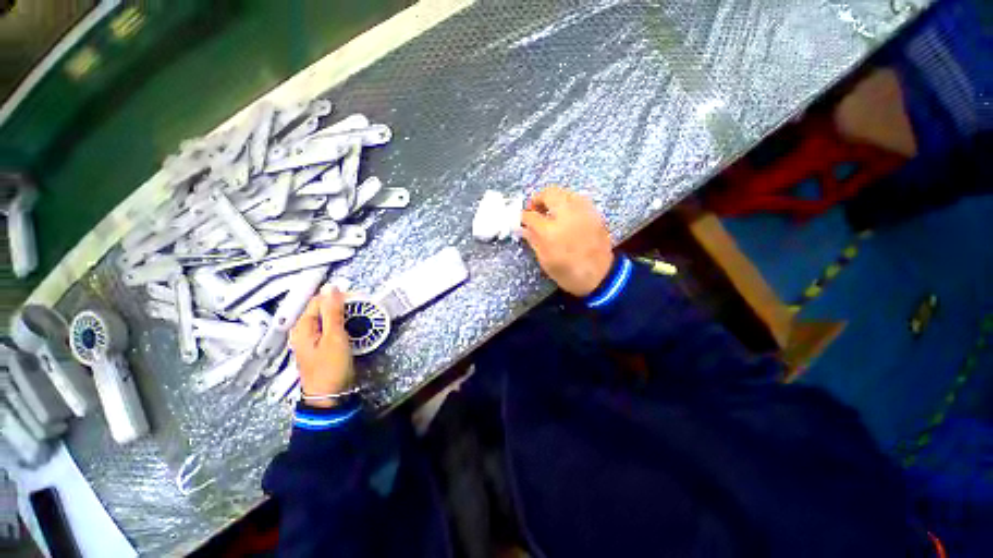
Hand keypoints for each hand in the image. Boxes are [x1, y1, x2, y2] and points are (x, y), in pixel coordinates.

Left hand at [289, 287, 354, 407]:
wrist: (330, 395)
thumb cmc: (331, 366)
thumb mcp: (335, 337)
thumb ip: (333, 311)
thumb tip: (331, 288)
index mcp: (303, 326)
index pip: (319, 299)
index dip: (339, 296)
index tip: (359, 299)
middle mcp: (304, 330)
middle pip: (323, 308)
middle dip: (343, 306)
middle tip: (362, 308)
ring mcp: (313, 339)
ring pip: (329, 318)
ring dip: (345, 315)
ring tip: (361, 317)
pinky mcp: (322, 346)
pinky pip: (332, 328)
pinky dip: (344, 325)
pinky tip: (354, 328)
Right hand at [521, 185, 613, 296]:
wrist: (600, 277)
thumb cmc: (568, 273)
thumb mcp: (545, 260)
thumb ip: (533, 239)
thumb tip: (523, 228)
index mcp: (550, 231)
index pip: (531, 215)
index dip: (523, 216)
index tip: (522, 219)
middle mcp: (566, 216)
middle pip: (549, 194)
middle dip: (538, 199)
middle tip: (535, 209)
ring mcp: (583, 212)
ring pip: (565, 193)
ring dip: (554, 199)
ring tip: (551, 211)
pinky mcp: (595, 214)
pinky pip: (579, 199)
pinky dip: (569, 203)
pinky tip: (567, 215)